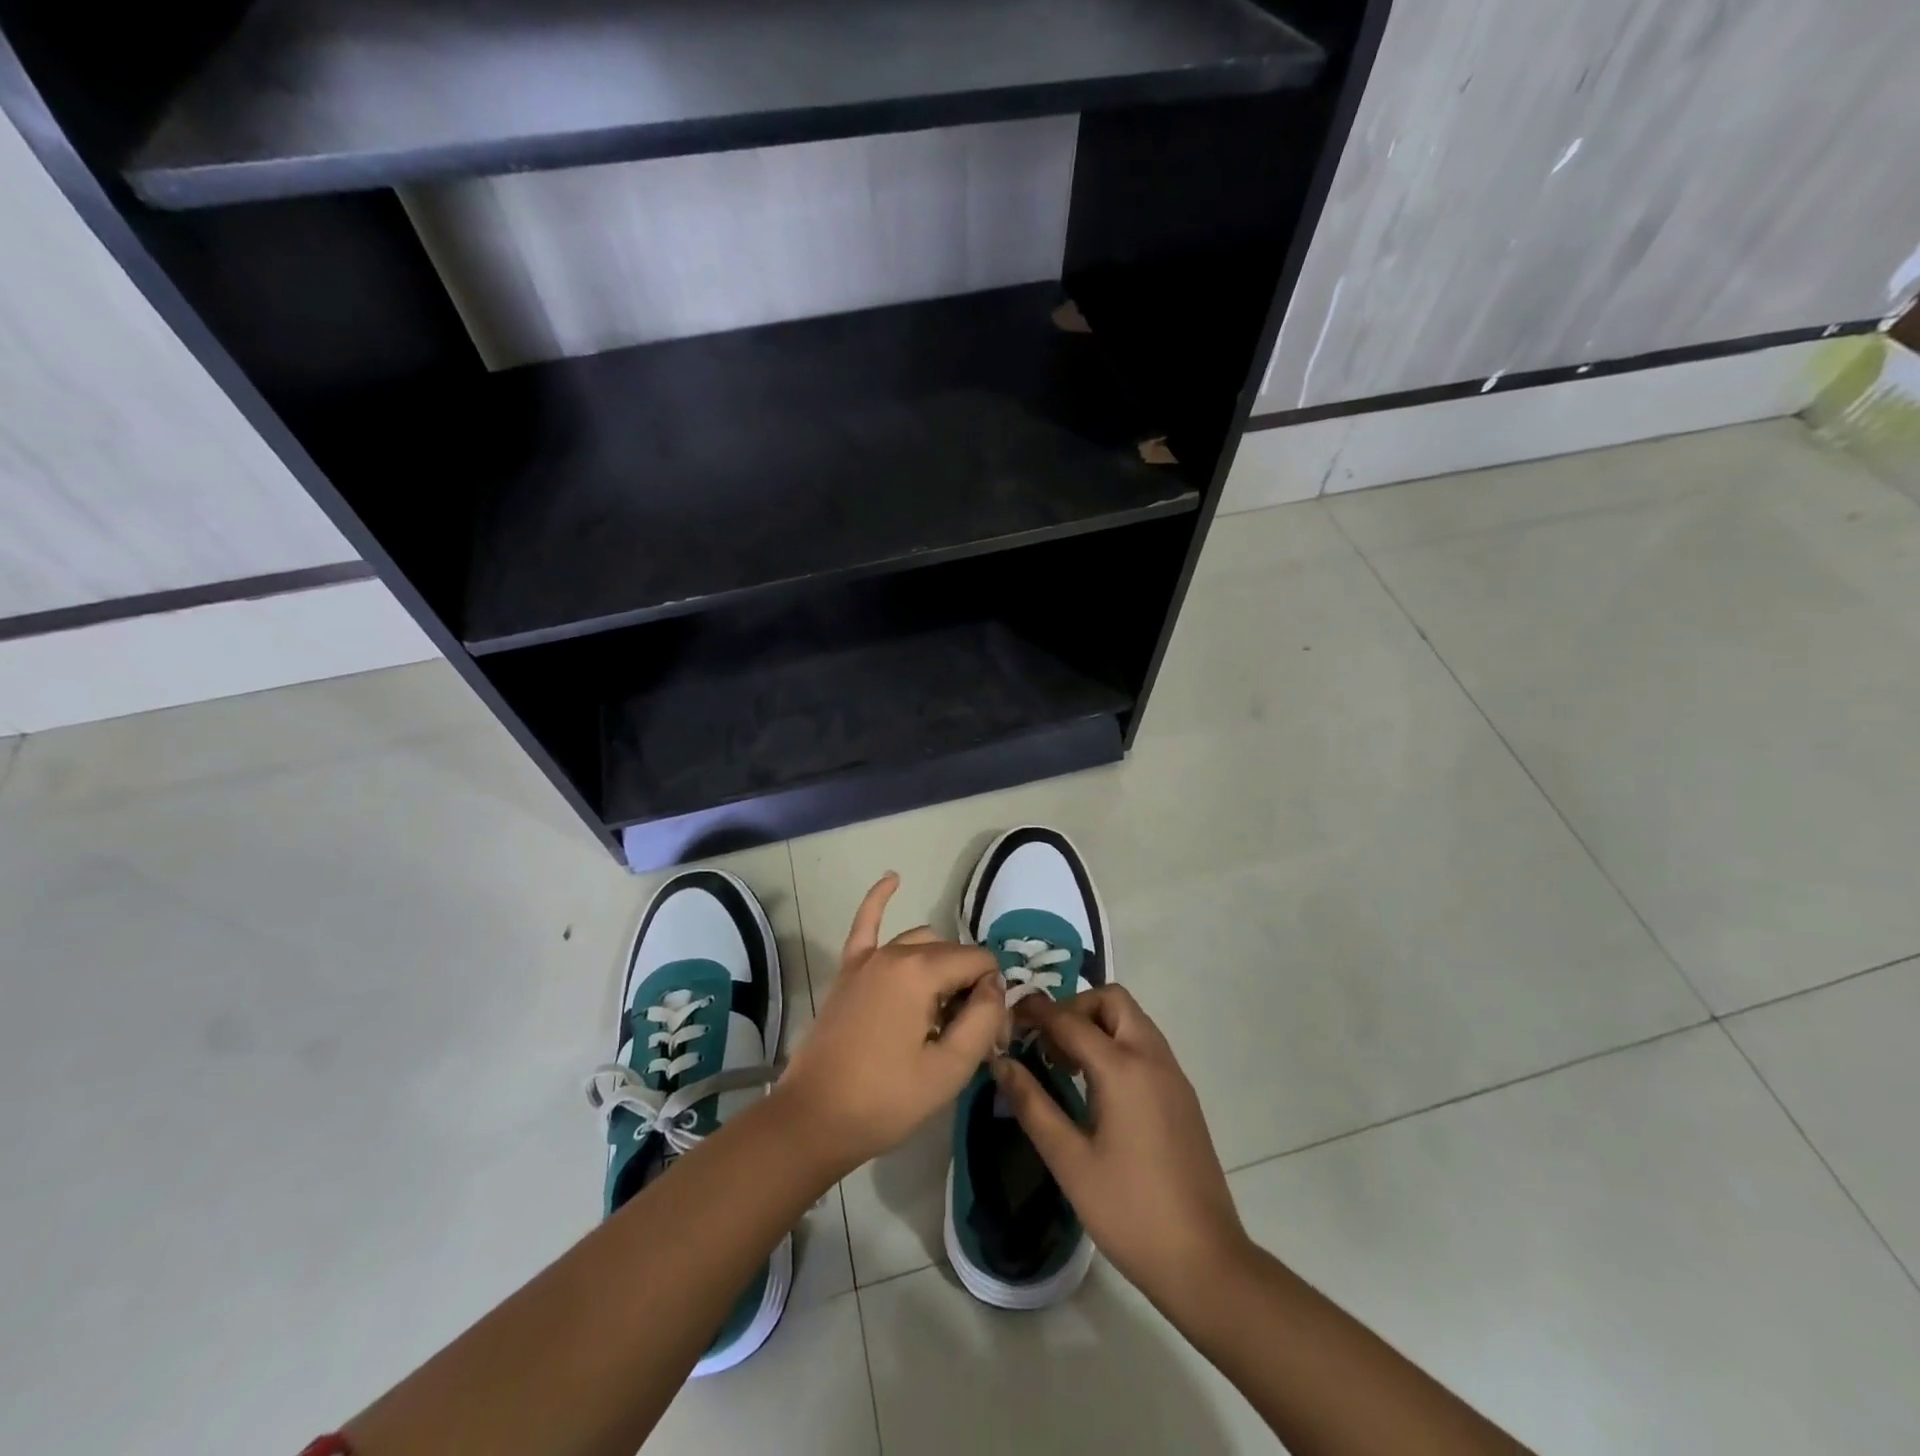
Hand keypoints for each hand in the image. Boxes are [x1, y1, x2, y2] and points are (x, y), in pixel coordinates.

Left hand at [776, 873, 1007, 1176]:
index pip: (979, 962)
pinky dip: (879, 898)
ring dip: (940, 964)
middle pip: (951, 953)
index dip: (992, 997)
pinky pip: (865, 924)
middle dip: (969, 984)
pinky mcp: (847, 971)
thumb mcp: (949, 1069)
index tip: (987, 1038)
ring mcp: (867, 959)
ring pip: (920, 941)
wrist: (813, 1120)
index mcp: (921, 971)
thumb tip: (994, 987)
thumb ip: (982, 1019)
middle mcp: (895, 952)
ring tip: (943, 1009)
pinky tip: (893, 877)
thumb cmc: (885, 1100)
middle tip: (968, 1035)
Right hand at [992, 986, 1248, 1310]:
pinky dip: (1118, 1044)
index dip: (1036, 1012)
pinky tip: (1099, 1088)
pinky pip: (1146, 1045)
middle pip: (1112, 1001)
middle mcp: (1152, 1057)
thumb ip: (1032, 1104)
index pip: (1070, 1019)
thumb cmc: (1129, 1211)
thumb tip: (1001, 1062)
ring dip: (1098, 1025)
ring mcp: (1173, 1074)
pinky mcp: (1183, 1094)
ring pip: (1133, 1020)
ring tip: (1067, 1065)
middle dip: (1075, 1008)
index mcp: (1123, 1068)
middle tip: (1047, 1043)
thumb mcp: (1069, 1161)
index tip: (1009, 1017)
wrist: (1205, 1261)